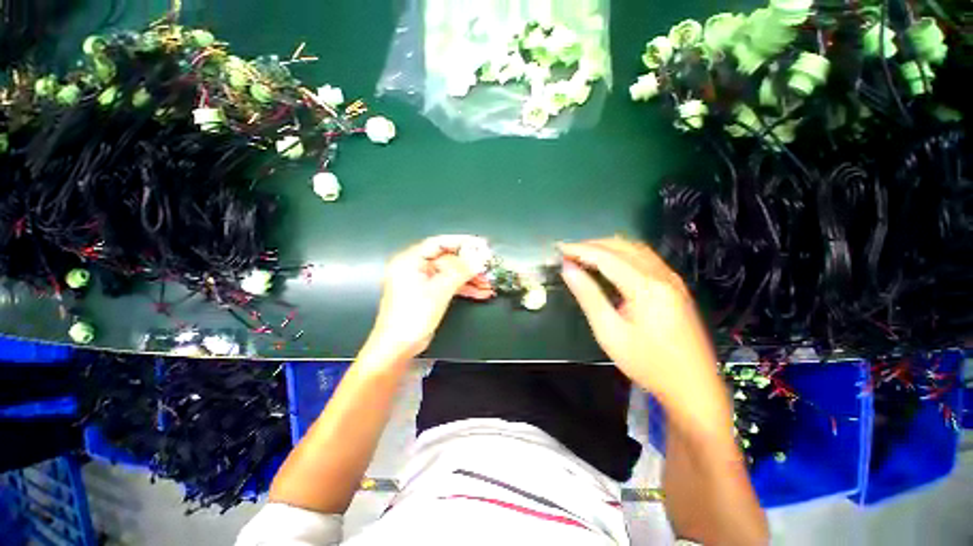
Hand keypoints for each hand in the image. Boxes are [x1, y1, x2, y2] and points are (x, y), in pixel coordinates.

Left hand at [362, 235, 494, 363]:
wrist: (398, 347)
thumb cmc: (412, 316)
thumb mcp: (439, 291)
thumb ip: (460, 271)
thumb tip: (479, 257)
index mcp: (410, 261)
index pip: (439, 243)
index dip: (461, 242)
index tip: (480, 244)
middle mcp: (415, 268)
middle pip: (447, 260)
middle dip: (469, 265)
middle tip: (487, 267)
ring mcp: (423, 282)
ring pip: (451, 274)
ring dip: (470, 279)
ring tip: (488, 283)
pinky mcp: (429, 294)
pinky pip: (449, 286)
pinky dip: (464, 289)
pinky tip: (481, 293)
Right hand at [559, 237, 731, 426]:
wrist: (693, 387)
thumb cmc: (647, 363)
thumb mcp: (609, 331)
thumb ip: (588, 295)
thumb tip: (568, 269)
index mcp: (646, 286)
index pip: (606, 256)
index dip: (580, 249)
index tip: (559, 248)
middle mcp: (661, 275)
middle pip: (622, 246)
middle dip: (592, 245)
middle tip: (568, 252)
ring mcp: (671, 279)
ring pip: (635, 248)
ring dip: (607, 247)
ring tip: (583, 254)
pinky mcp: (674, 286)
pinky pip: (644, 258)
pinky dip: (621, 254)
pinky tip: (610, 263)